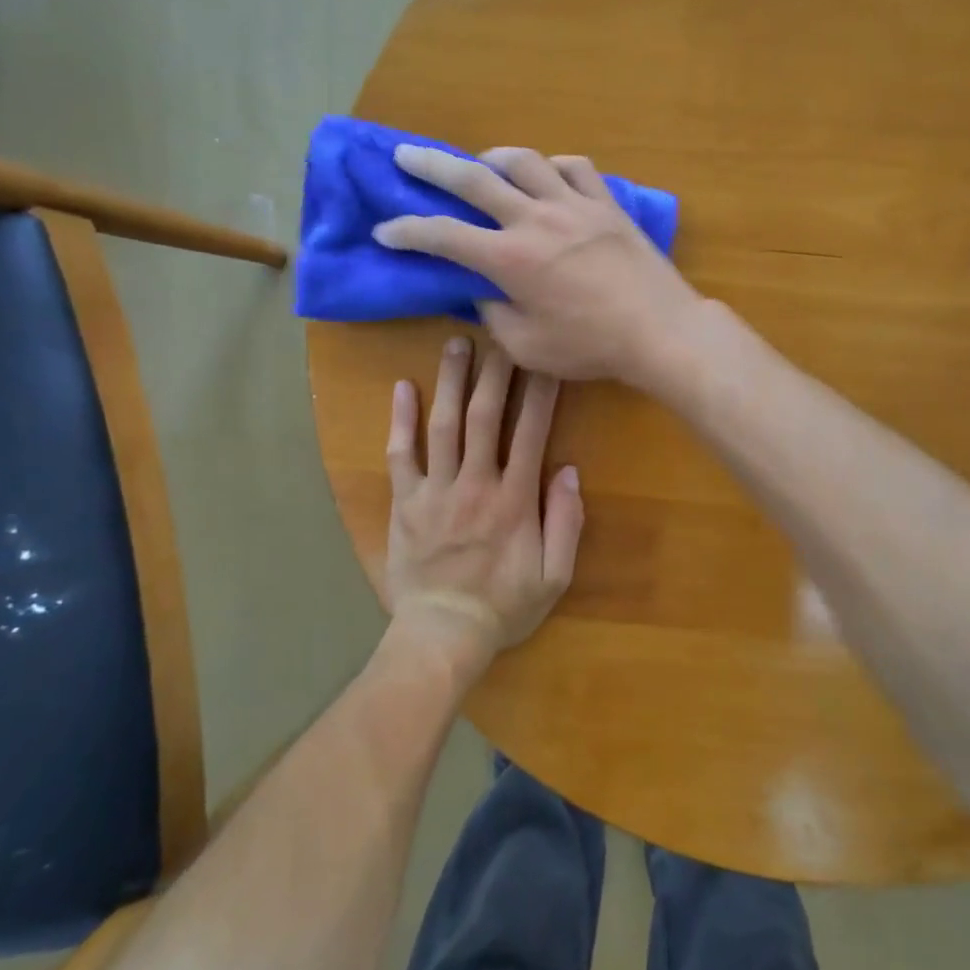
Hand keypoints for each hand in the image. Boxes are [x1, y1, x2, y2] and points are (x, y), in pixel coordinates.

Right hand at [373, 145, 703, 386]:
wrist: (659, 330)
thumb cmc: (591, 346)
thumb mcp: (528, 347)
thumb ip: (495, 315)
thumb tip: (483, 292)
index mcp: (509, 259)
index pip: (442, 235)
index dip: (406, 231)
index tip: (385, 230)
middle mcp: (534, 219)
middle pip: (473, 178)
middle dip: (431, 166)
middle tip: (405, 156)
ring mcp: (574, 205)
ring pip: (525, 161)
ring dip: (494, 158)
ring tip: (481, 164)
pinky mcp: (606, 204)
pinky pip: (575, 168)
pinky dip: (553, 166)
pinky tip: (547, 175)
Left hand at [383, 336, 583, 671]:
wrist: (443, 635)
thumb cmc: (504, 606)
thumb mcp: (555, 576)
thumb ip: (566, 523)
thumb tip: (568, 471)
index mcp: (515, 499)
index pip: (531, 432)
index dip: (540, 391)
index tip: (545, 357)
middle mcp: (475, 484)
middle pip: (484, 416)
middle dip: (494, 371)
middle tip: (497, 334)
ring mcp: (435, 491)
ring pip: (443, 425)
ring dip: (450, 381)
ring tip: (455, 343)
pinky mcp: (405, 502)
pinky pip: (400, 455)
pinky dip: (400, 420)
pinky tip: (402, 387)